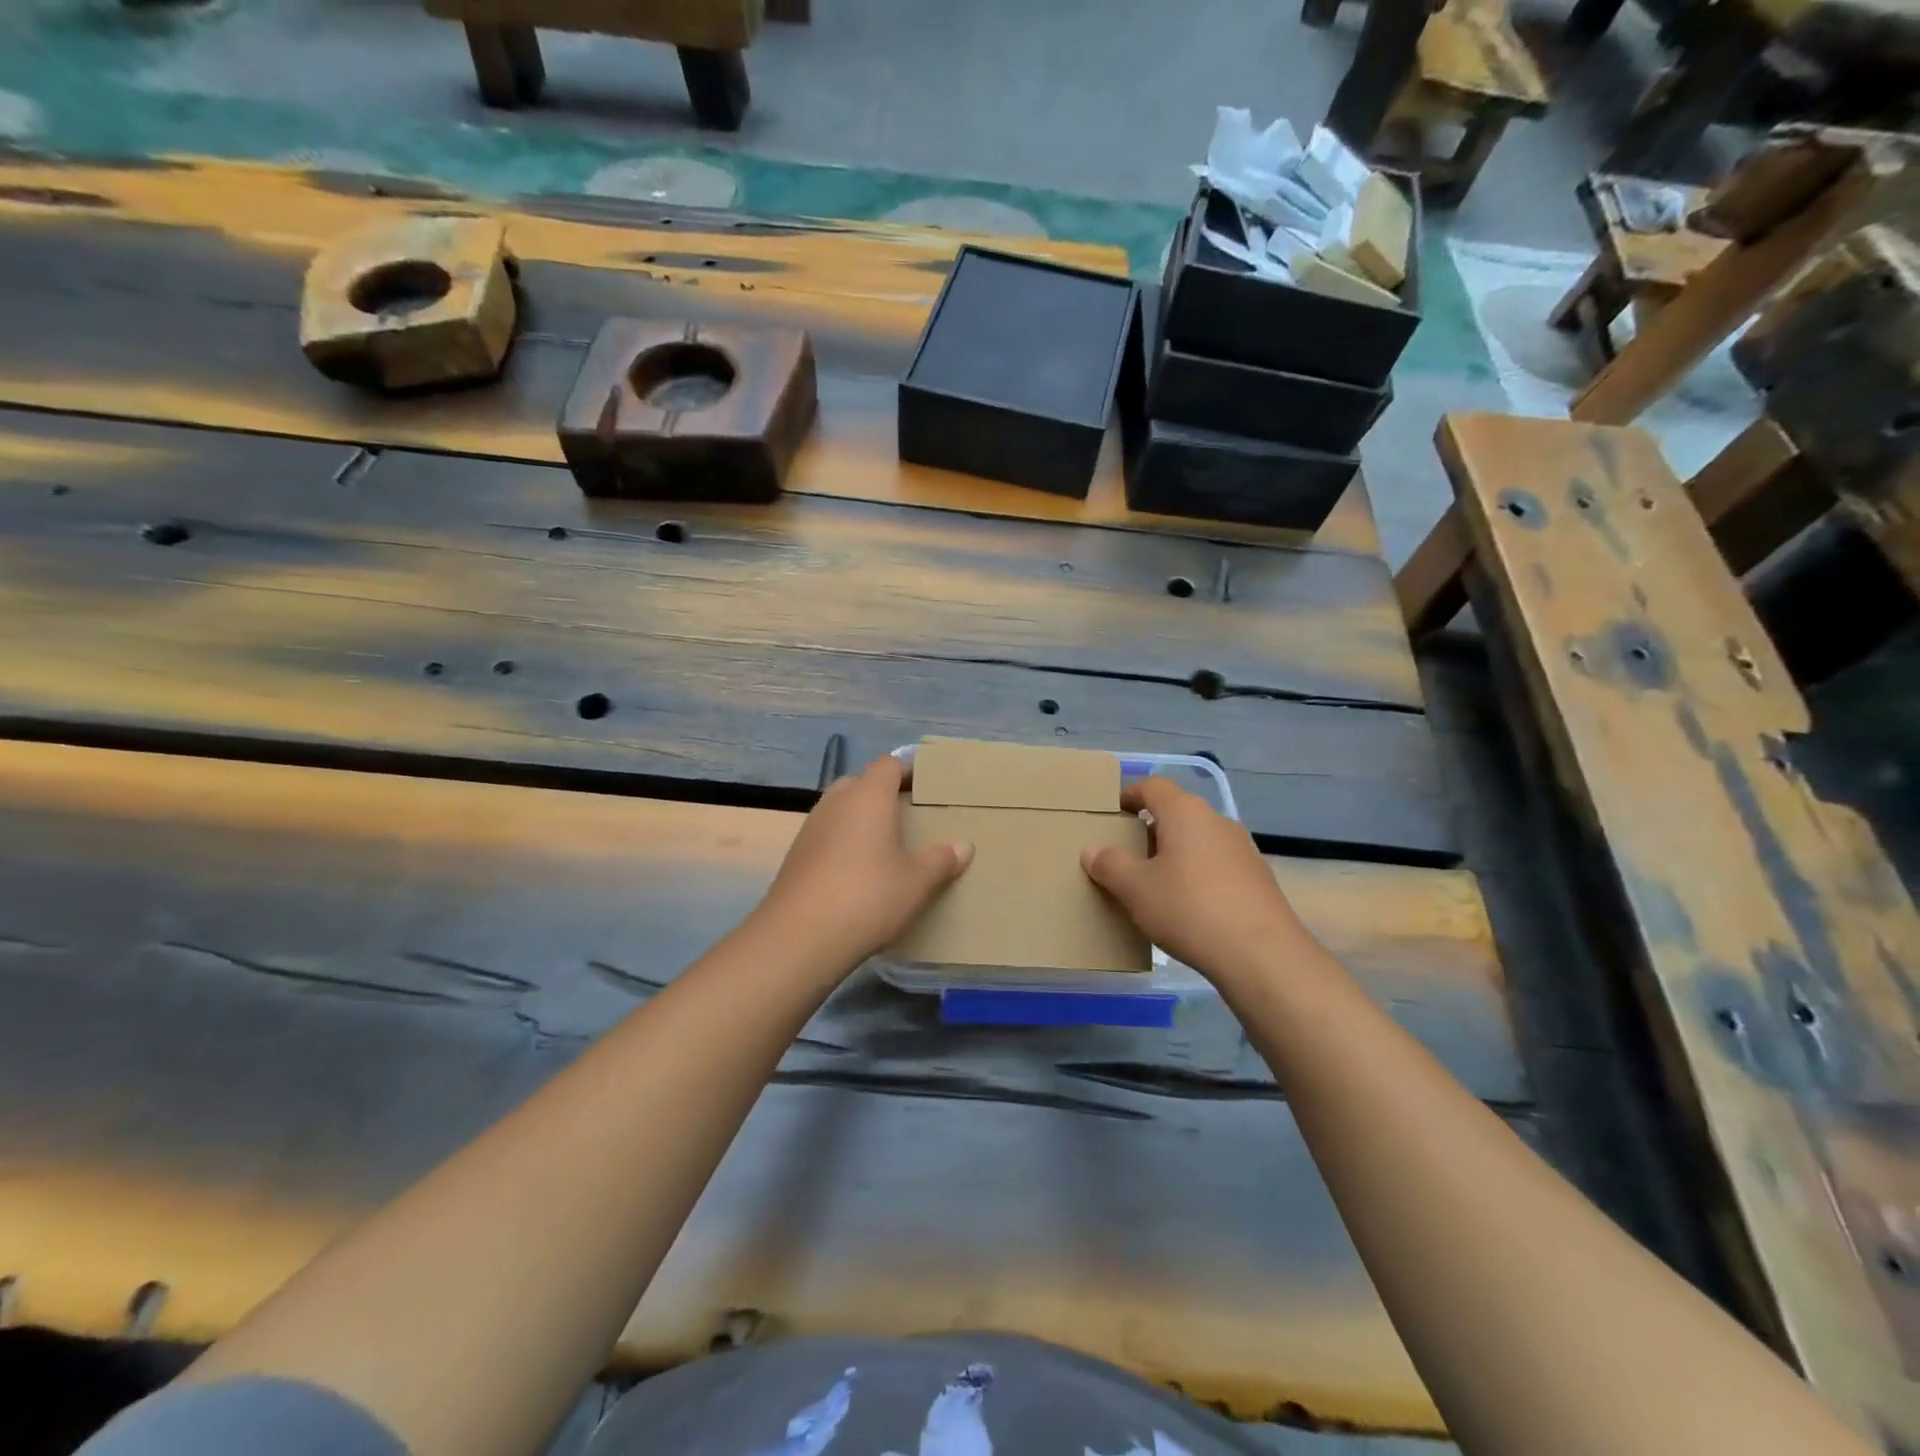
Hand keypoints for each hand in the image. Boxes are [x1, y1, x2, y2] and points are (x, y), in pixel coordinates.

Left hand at [755, 755, 972, 969]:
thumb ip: (942, 860)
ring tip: (885, 845)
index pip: (889, 764)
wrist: (800, 937)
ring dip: (860, 819)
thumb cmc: (869, 896)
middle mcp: (836, 802)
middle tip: (908, 816)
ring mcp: (811, 827)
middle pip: (861, 783)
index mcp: (868, 795)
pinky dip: (843, 843)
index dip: (908, 770)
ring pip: (840, 809)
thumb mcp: (918, 881)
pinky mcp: (795, 855)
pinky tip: (857, 872)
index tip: (927, 786)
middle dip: (882, 794)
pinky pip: (826, 836)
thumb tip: (964, 846)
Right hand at [1081, 778, 1311, 983]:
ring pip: (1198, 840)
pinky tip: (1187, 906)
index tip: (1111, 812)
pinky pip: (1216, 865)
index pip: (1153, 786)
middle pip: (1177, 813)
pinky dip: (1196, 874)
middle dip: (1150, 829)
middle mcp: (1217, 821)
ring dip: (1174, 854)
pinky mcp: (1257, 879)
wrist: (1262, 956)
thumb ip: (1110, 865)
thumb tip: (1092, 849)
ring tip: (1153, 883)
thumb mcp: (1136, 889)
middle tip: (1125, 853)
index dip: (1129, 794)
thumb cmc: (1189, 909)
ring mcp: (1242, 849)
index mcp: (1185, 813)